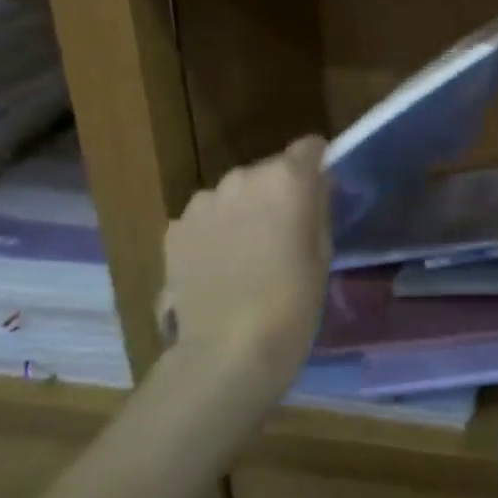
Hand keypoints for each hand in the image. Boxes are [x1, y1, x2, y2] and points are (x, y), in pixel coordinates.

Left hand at [157, 136, 330, 395]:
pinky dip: (214, 231)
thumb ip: (317, 209)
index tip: (319, 189)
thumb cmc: (293, 302)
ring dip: (243, 210)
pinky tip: (218, 266)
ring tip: (246, 253)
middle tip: (283, 231)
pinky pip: (205, 217)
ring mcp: (203, 201)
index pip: (309, 147)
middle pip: (268, 170)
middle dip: (277, 191)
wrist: (228, 349)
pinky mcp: (175, 228)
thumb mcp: (323, 252)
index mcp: (288, 179)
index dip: (317, 164)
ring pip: (234, 194)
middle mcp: (243, 177)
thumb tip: (314, 189)